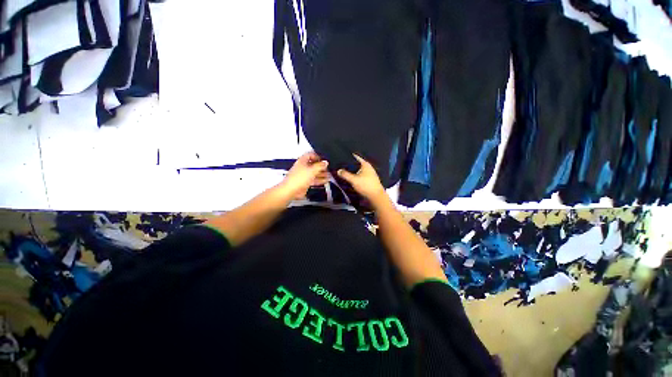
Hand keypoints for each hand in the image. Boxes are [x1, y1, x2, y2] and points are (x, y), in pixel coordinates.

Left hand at [280, 152, 329, 198]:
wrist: (291, 190)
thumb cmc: (297, 179)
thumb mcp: (312, 170)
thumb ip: (320, 165)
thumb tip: (325, 162)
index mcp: (302, 161)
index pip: (310, 155)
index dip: (318, 156)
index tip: (324, 159)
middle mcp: (302, 167)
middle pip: (313, 165)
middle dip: (321, 166)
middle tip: (328, 168)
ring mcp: (303, 175)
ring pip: (314, 173)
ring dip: (322, 174)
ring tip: (329, 174)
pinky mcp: (305, 183)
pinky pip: (314, 180)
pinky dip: (320, 180)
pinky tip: (325, 180)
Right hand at [337, 154, 386, 203]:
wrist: (376, 197)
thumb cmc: (366, 185)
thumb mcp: (354, 180)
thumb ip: (345, 174)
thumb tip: (338, 170)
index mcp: (365, 164)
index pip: (356, 157)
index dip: (349, 157)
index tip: (341, 157)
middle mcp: (368, 168)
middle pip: (357, 164)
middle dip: (350, 165)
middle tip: (341, 166)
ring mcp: (370, 174)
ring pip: (359, 171)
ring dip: (353, 172)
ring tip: (344, 172)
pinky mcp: (370, 180)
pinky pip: (360, 176)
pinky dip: (356, 176)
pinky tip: (351, 179)